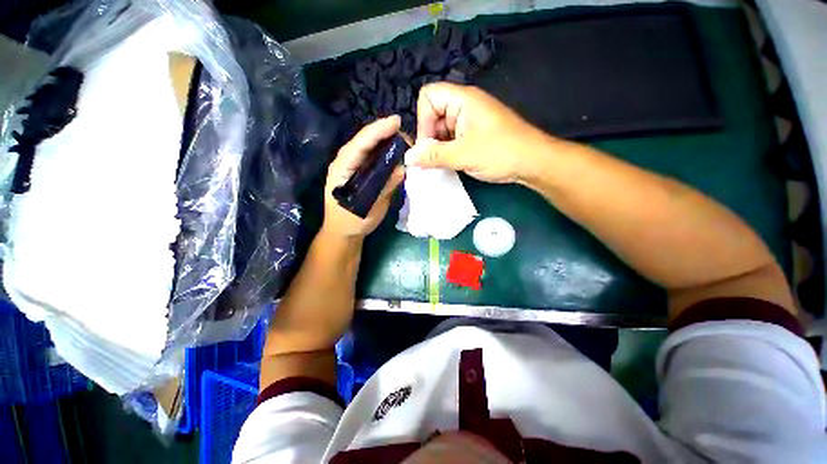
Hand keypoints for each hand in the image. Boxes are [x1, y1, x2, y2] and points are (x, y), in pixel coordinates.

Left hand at [323, 116, 404, 237]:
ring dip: (387, 142)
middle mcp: (345, 163)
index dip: (377, 131)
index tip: (396, 122)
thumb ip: (384, 187)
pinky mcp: (360, 172)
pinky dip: (386, 153)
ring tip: (405, 140)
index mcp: (341, 169)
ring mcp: (353, 167)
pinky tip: (397, 152)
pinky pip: (373, 158)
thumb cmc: (352, 222)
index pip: (360, 145)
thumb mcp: (369, 207)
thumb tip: (402, 167)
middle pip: (365, 142)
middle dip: (385, 134)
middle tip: (406, 134)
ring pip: (369, 148)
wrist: (343, 232)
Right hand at [409, 83, 555, 183]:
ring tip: (442, 164)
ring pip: (441, 130)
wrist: (533, 163)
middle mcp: (464, 106)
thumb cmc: (500, 153)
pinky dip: (447, 152)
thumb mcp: (463, 155)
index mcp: (463, 100)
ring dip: (437, 147)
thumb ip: (433, 155)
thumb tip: (407, 158)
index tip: (428, 144)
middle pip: (432, 115)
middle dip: (429, 138)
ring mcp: (469, 121)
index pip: (428, 97)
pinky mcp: (473, 135)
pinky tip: (450, 164)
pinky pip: (451, 139)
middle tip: (433, 159)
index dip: (423, 120)